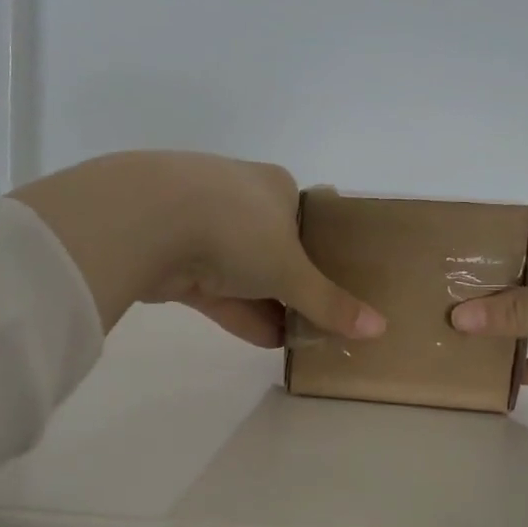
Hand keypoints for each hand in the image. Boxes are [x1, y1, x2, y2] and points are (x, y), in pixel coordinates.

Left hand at [12, 152, 384, 346]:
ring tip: (298, 341)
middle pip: (274, 249)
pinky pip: (214, 288)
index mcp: (275, 185)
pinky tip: (265, 341)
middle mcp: (239, 197)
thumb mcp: (291, 269)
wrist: (147, 219)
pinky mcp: (171, 252)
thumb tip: (379, 329)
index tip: (334, 293)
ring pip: (241, 271)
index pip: (306, 222)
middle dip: (292, 288)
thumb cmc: (236, 228)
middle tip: (318, 324)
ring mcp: (199, 222)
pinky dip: (237, 312)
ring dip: (267, 305)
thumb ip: (330, 302)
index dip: (322, 259)